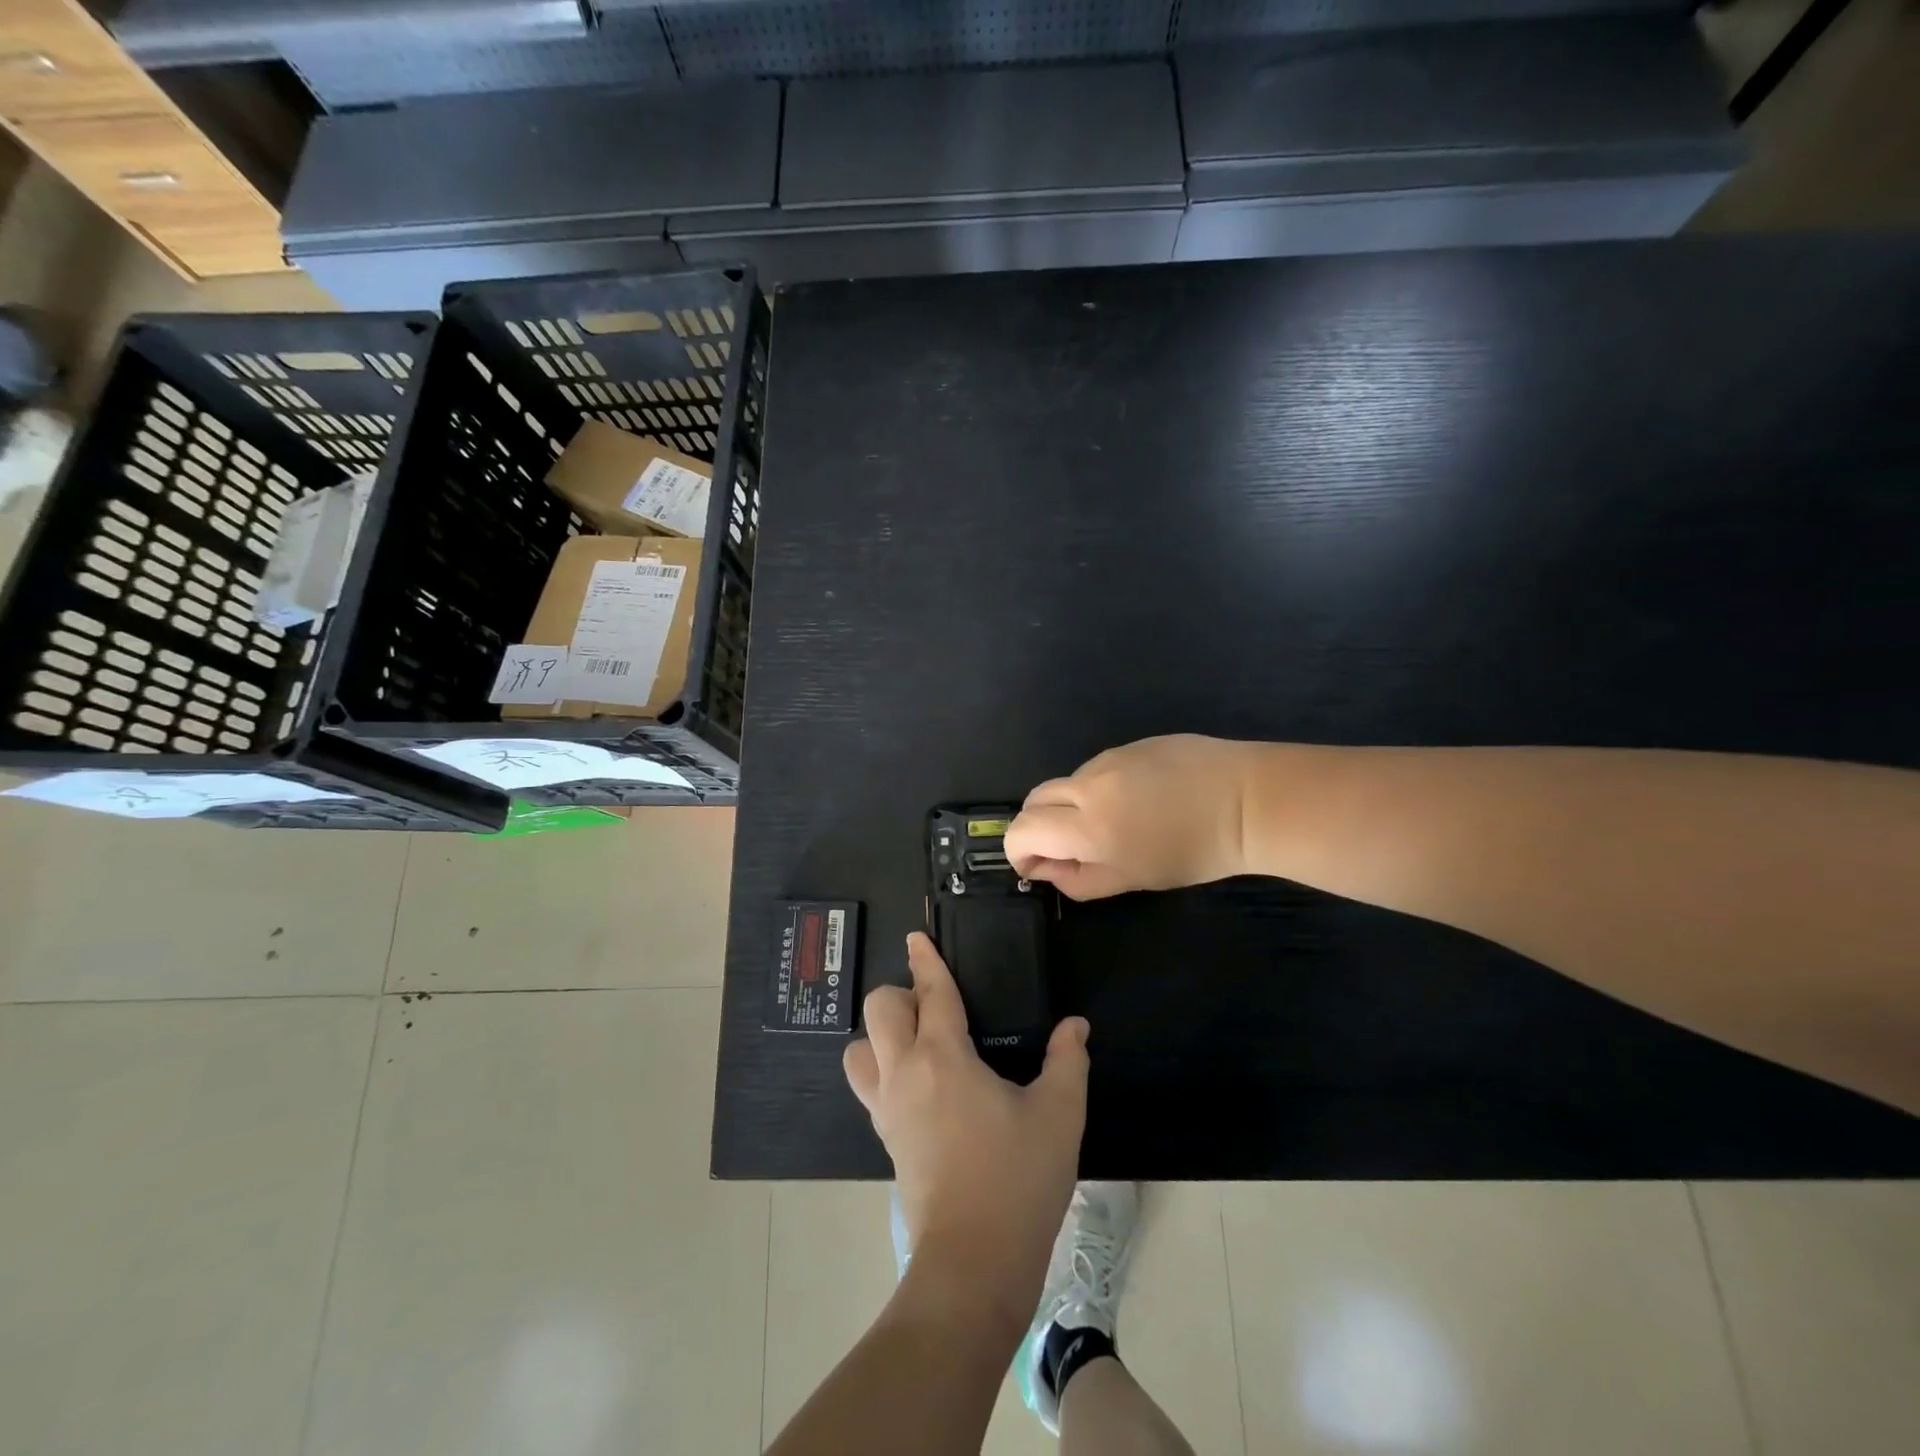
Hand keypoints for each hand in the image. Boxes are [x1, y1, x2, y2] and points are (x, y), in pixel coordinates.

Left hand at [844, 934, 1089, 1305]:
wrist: (974, 1262)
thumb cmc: (1018, 1179)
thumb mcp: (1059, 1115)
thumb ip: (1068, 1061)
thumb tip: (1075, 1026)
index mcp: (943, 1057)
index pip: (930, 993)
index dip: (925, 960)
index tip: (916, 937)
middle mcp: (905, 1072)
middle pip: (879, 1010)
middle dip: (901, 995)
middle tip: (935, 1009)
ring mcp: (887, 1108)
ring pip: (859, 1050)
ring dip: (880, 1036)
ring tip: (918, 1045)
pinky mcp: (885, 1138)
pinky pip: (868, 1086)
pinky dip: (881, 1070)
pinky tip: (919, 1086)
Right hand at [1005, 734, 1252, 898]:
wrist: (1249, 801)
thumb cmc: (1194, 853)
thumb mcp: (1134, 879)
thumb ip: (1080, 879)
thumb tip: (1047, 869)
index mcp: (1086, 826)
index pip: (1021, 830)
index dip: (1018, 852)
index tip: (1036, 868)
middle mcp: (1087, 785)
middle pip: (1034, 800)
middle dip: (1038, 826)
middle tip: (1068, 848)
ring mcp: (1109, 758)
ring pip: (1067, 783)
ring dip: (1071, 806)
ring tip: (1117, 823)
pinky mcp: (1131, 744)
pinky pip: (1098, 768)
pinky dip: (1101, 788)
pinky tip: (1141, 799)